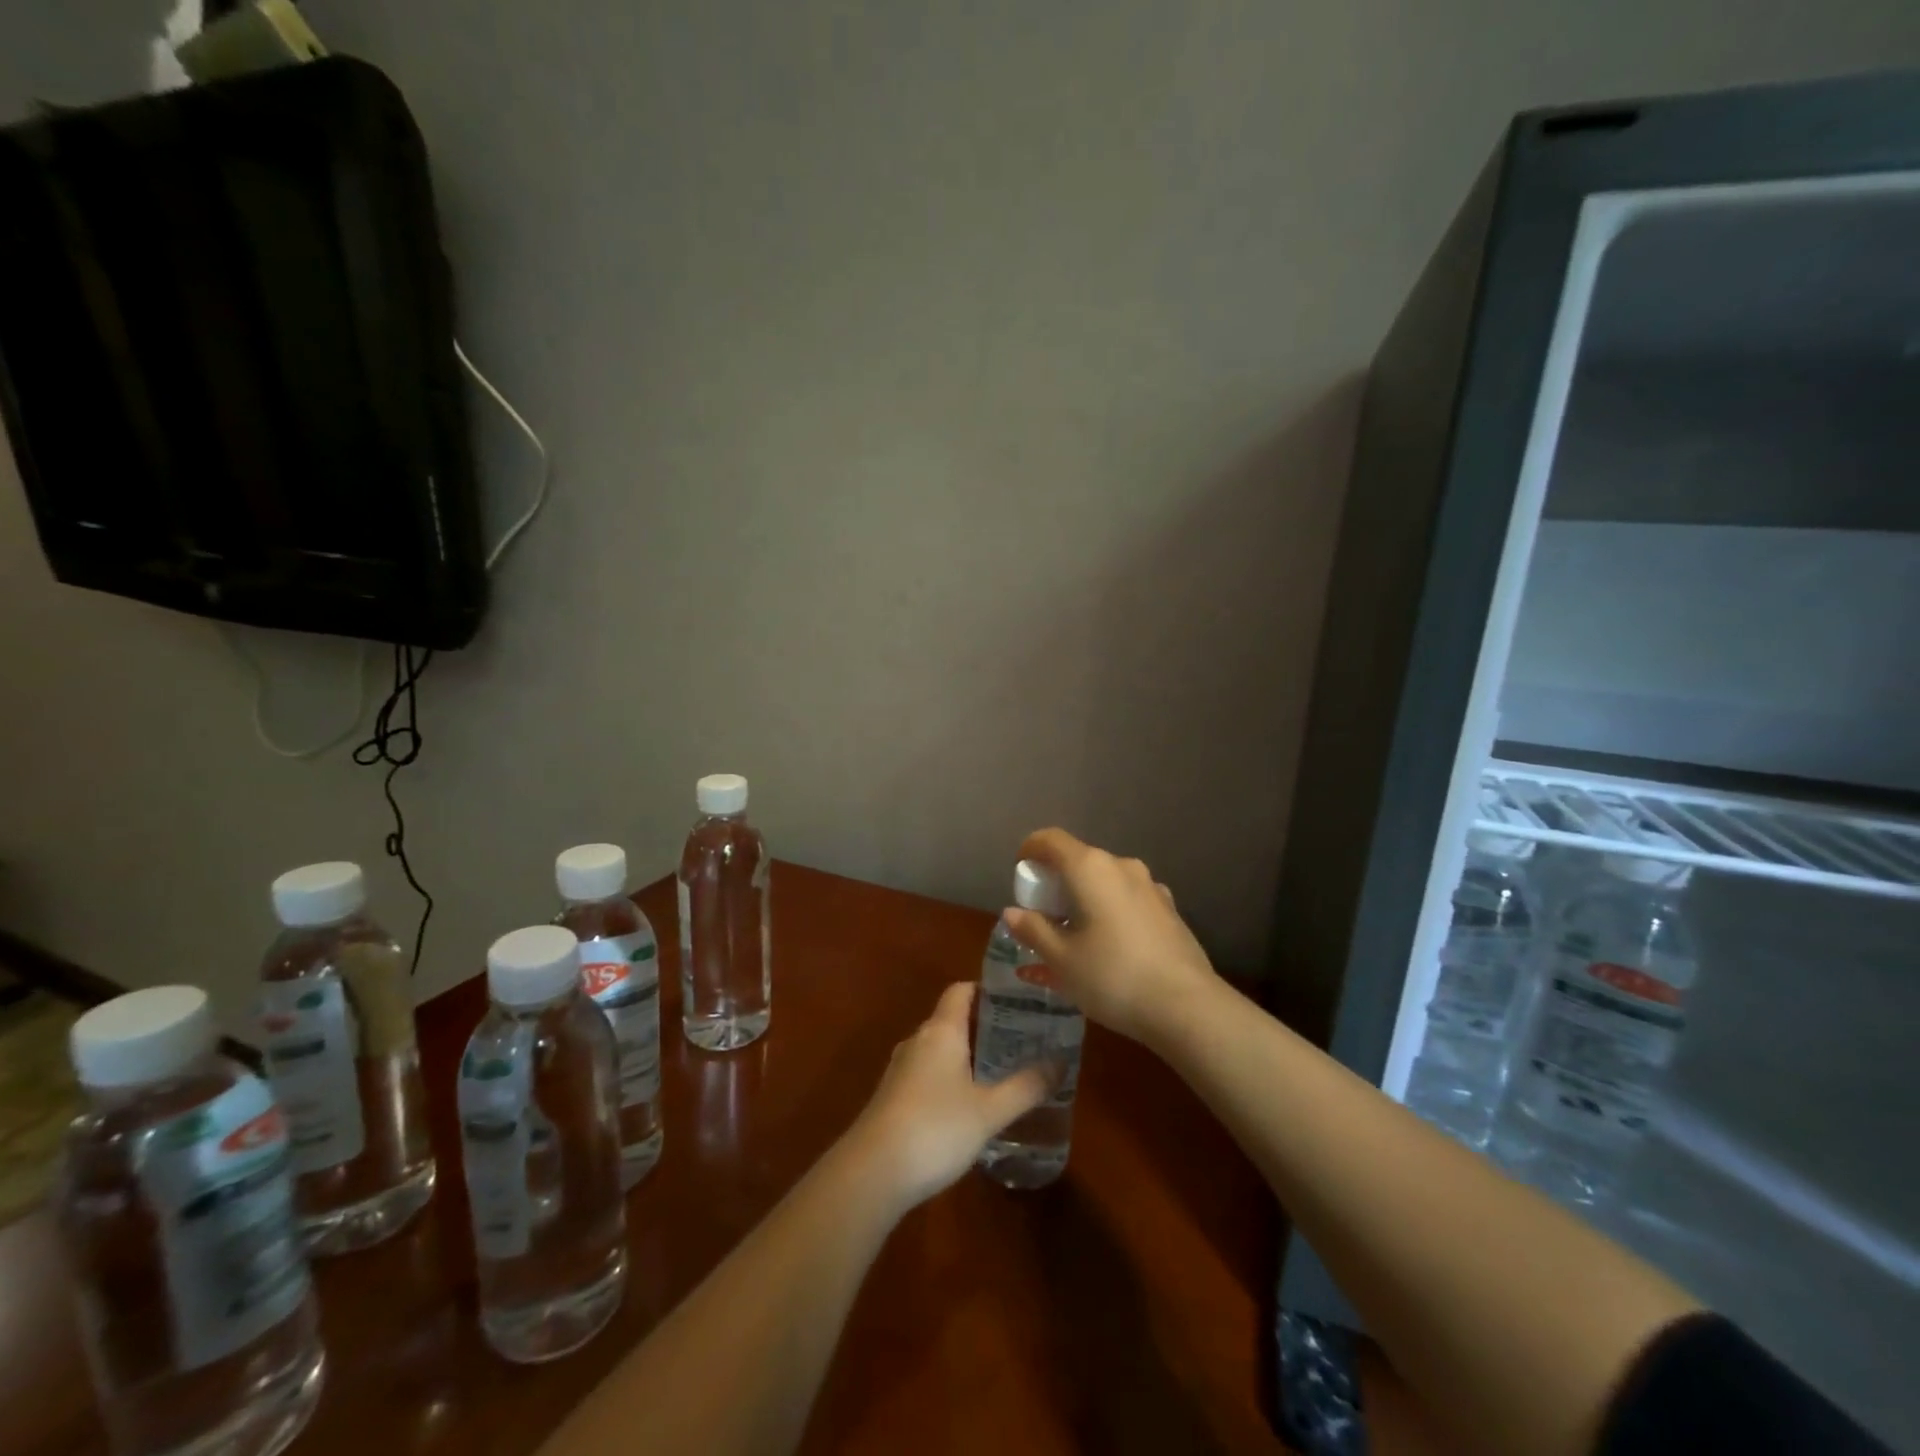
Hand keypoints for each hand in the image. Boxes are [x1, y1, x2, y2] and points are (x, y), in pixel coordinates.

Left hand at [847, 982, 1048, 1211]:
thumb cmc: (935, 1128)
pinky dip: (951, 1078)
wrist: (872, 1173)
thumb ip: (1026, 1087)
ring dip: (968, 1055)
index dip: (988, 990)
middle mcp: (918, 1040)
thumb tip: (1060, 1062)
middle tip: (1023, 1039)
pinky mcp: (893, 1098)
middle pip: (953, 1019)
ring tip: (1003, 1071)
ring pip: (940, 1049)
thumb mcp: (989, 1110)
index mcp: (941, 1030)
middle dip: (986, 1026)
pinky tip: (971, 1105)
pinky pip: (929, 1073)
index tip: (1019, 1001)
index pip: (961, 990)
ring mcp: (901, 1069)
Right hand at [1002, 827, 1217, 1046]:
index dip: (1029, 850)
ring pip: (1104, 884)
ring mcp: (1150, 887)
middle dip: (1055, 884)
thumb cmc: (1112, 976)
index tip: (1020, 875)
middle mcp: (1121, 866)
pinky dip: (1107, 916)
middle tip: (1041, 918)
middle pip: (1078, 861)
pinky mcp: (1168, 911)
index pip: (1050, 839)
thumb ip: (1033, 930)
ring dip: (1082, 902)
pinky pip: (1126, 903)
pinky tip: (1104, 952)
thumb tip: (1012, 912)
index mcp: (1090, 868)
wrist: (1186, 1006)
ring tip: (1071, 941)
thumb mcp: (1061, 959)